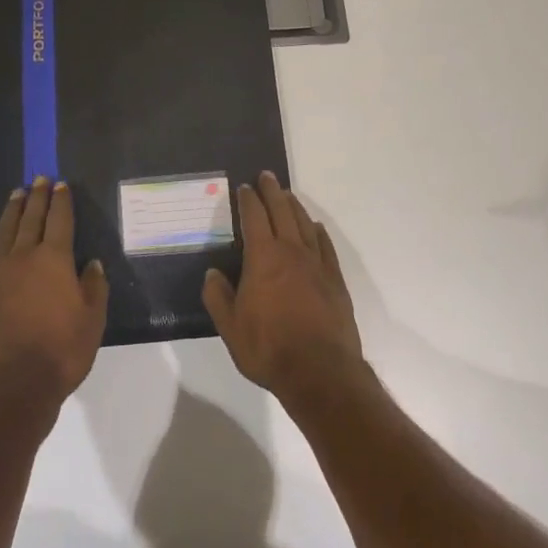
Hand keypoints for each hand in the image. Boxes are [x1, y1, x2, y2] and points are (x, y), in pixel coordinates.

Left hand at [0, 178, 109, 419]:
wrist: (11, 388)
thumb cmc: (60, 354)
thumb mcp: (92, 322)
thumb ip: (94, 288)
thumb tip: (92, 263)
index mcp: (55, 261)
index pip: (61, 222)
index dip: (62, 202)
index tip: (61, 185)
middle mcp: (25, 258)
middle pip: (31, 219)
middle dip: (37, 197)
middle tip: (39, 179)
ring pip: (4, 231)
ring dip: (12, 210)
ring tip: (16, 194)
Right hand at [203, 173, 365, 408]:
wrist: (320, 371)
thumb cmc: (269, 348)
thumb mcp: (230, 327)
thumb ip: (218, 297)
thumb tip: (212, 273)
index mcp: (263, 258)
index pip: (254, 218)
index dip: (248, 200)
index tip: (244, 187)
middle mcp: (291, 252)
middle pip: (282, 211)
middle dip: (272, 191)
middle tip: (267, 176)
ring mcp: (316, 264)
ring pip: (304, 224)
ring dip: (294, 206)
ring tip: (287, 195)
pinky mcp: (335, 280)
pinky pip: (325, 246)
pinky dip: (318, 231)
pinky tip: (315, 228)